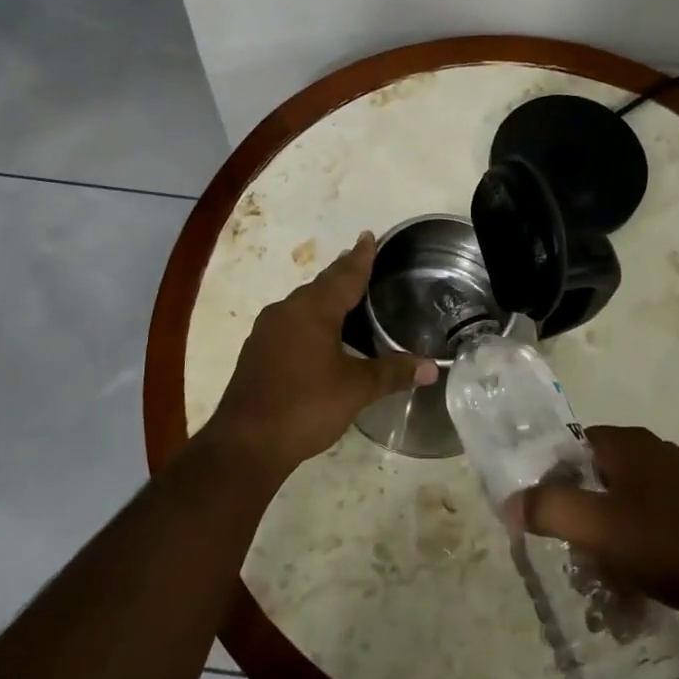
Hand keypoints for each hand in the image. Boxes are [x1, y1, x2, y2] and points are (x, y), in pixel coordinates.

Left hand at [203, 231, 434, 480]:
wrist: (246, 442)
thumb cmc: (306, 405)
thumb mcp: (356, 389)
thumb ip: (393, 373)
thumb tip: (432, 368)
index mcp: (314, 309)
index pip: (345, 275)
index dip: (361, 257)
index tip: (369, 236)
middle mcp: (288, 310)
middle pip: (322, 284)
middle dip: (342, 272)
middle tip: (360, 258)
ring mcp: (267, 330)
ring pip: (303, 303)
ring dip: (324, 296)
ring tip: (343, 294)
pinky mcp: (257, 351)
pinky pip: (290, 322)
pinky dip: (309, 318)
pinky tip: (317, 333)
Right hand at [512, 425, 678, 642]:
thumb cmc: (668, 542)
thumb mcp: (598, 527)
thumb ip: (549, 510)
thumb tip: (509, 502)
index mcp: (625, 443)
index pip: (569, 448)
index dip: (549, 480)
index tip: (541, 519)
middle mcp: (650, 454)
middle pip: (594, 481)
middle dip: (580, 521)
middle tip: (573, 558)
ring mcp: (677, 483)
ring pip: (622, 509)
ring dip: (607, 545)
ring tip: (603, 585)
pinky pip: (649, 528)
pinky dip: (636, 554)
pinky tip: (637, 590)